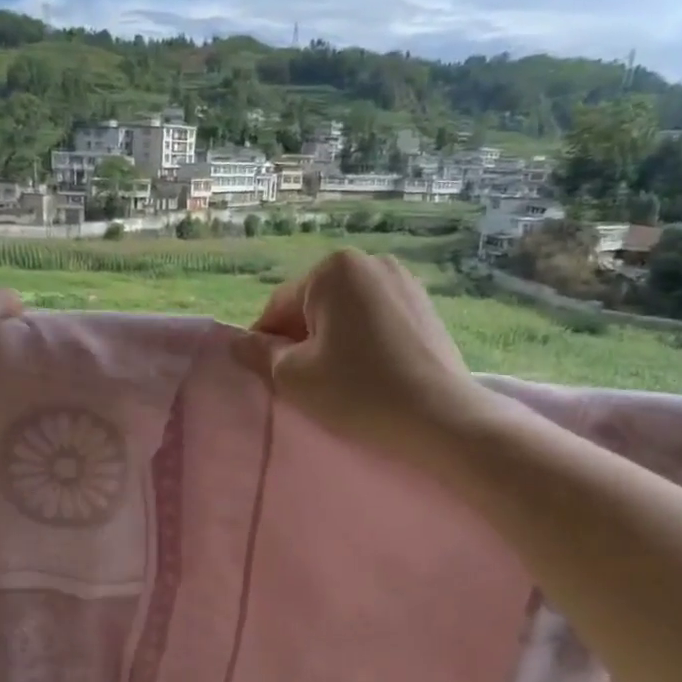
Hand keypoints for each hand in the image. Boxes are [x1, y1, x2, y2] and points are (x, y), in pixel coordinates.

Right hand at [251, 250, 489, 459]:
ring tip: (340, 381)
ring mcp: (404, 281)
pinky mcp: (425, 306)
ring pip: (345, 313)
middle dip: (302, 340)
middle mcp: (370, 262)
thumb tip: (240, 342)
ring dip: (332, 341)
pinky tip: (369, 374)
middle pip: (313, 306)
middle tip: (305, 383)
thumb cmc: (357, 392)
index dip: (266, 345)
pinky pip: (375, 320)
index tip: (268, 378)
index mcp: (333, 269)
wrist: (442, 419)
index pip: (279, 308)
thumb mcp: (294, 376)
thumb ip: (260, 354)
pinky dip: (362, 342)